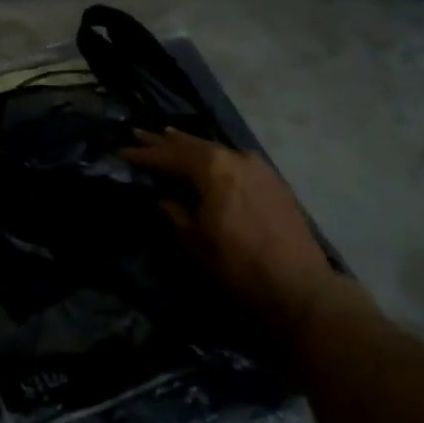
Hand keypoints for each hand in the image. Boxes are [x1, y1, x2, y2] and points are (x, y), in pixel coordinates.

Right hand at [121, 128, 338, 331]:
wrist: (301, 289)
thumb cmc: (239, 266)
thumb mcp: (195, 241)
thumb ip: (175, 212)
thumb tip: (164, 197)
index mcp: (213, 168)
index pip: (170, 156)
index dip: (144, 154)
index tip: (122, 150)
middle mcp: (235, 158)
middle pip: (192, 145)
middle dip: (164, 142)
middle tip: (139, 133)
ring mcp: (258, 167)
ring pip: (214, 150)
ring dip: (189, 147)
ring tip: (168, 137)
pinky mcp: (272, 181)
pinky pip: (233, 160)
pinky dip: (214, 157)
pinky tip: (207, 158)